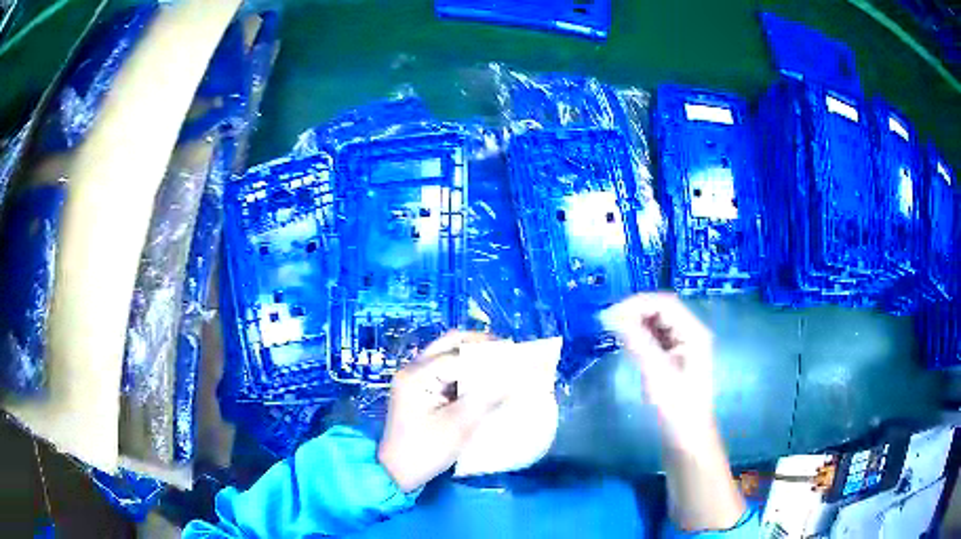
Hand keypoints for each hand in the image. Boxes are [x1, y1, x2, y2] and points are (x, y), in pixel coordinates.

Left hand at [377, 331, 506, 491]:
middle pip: (450, 344)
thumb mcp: (459, 426)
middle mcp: (414, 369)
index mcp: (418, 375)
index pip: (459, 355)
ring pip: (448, 355)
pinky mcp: (420, 390)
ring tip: (502, 366)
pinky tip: (485, 381)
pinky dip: (466, 372)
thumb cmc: (425, 450)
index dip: (489, 356)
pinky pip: (446, 370)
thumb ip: (487, 398)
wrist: (395, 472)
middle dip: (481, 346)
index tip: (518, 359)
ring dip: (474, 358)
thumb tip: (515, 377)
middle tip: (510, 354)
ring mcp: (415, 379)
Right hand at [604, 293, 715, 447]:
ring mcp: (684, 344)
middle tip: (608, 321)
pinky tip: (626, 340)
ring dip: (636, 321)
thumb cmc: (676, 406)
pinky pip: (656, 336)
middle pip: (662, 309)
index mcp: (693, 332)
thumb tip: (611, 316)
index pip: (665, 304)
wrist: (687, 435)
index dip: (637, 303)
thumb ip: (637, 341)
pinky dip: (640, 334)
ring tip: (613, 329)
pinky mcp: (675, 355)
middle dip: (635, 310)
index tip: (610, 313)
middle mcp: (690, 332)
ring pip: (658, 321)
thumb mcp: (656, 373)